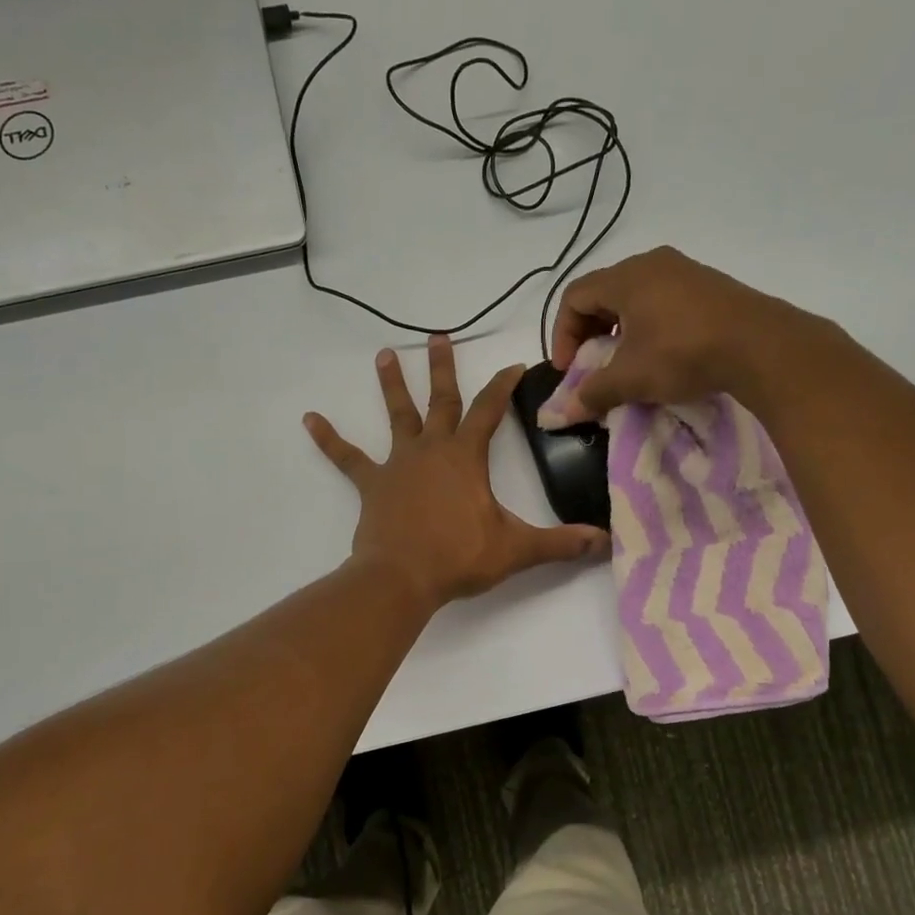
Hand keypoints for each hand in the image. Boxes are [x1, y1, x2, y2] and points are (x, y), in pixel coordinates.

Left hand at [305, 335, 609, 609]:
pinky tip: (309, 419)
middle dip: (443, 367)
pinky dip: (329, 439)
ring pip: (397, 416)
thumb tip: (605, 542)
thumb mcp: (516, 550)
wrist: (402, 578)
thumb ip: (561, 543)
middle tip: (437, 335)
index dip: (504, 385)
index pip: (490, 410)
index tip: (515, 364)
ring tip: (385, 354)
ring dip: (392, 384)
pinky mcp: (372, 484)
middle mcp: (431, 449)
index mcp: (465, 457)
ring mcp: (398, 464)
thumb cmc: (458, 558)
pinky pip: (347, 457)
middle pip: (440, 399)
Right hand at [546, 246, 792, 422]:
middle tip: (591, 365)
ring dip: (619, 330)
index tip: (569, 368)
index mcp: (626, 277)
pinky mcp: (709, 286)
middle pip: (603, 293)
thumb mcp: (631, 378)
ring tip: (625, 362)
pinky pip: (663, 300)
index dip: (562, 333)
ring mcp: (685, 271)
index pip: (574, 296)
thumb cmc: (683, 353)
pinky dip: (648, 325)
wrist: (762, 346)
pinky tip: (660, 354)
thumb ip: (592, 392)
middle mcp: (652, 264)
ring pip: (634, 297)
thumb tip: (563, 412)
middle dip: (589, 332)